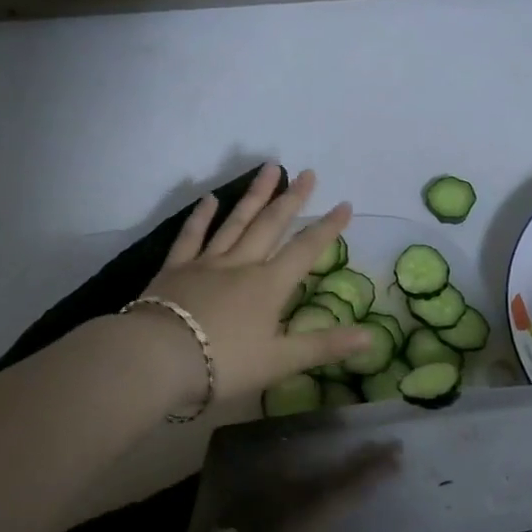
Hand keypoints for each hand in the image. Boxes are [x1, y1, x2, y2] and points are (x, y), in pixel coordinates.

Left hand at [136, 165, 373, 408]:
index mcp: (269, 286)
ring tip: (269, 168)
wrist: (160, 357)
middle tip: (307, 173)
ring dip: (254, 195)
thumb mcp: (280, 361)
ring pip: (236, 221)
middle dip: (292, 199)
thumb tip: (371, 336)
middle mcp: (241, 264)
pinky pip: (192, 235)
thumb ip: (324, 346)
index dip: (327, 228)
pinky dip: (202, 216)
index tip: (344, 204)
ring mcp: (207, 262)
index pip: (305, 250)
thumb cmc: (224, 363)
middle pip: (271, 225)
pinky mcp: (176, 268)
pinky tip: (210, 198)